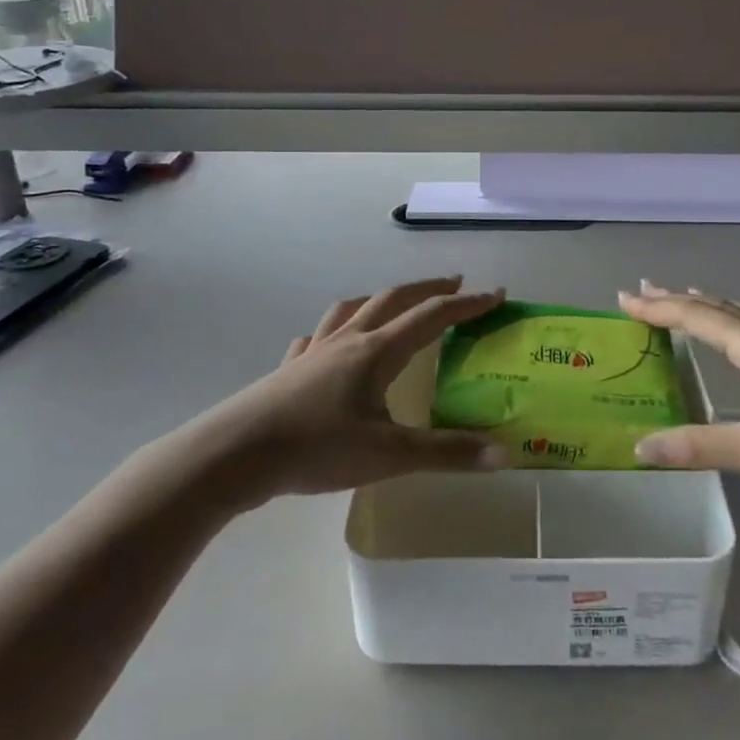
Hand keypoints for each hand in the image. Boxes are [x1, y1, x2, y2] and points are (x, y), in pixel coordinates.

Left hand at [207, 276, 508, 502]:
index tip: (496, 294)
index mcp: (377, 351)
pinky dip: (330, 332)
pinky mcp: (287, 369)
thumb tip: (503, 453)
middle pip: (393, 299)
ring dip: (379, 299)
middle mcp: (348, 340)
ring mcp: (313, 351)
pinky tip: (325, 345)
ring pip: (351, 310)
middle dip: (428, 289)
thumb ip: (447, 453)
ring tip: (392, 303)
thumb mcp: (389, 455)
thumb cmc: (317, 448)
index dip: (468, 304)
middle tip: (454, 284)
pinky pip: (314, 338)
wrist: (236, 453)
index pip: (433, 316)